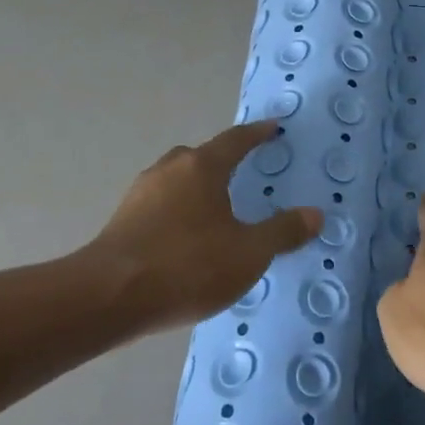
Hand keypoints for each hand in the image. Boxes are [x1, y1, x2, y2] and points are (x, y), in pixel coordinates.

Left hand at [92, 121, 321, 331]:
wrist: (108, 297)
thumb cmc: (187, 266)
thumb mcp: (248, 253)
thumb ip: (283, 232)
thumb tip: (315, 214)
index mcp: (202, 167)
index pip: (235, 140)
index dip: (256, 134)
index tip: (272, 127)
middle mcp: (169, 170)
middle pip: (201, 156)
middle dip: (223, 161)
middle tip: (243, 172)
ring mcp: (140, 195)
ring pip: (177, 180)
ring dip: (197, 188)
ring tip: (216, 210)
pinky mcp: (122, 221)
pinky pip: (160, 205)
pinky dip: (178, 211)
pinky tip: (186, 239)